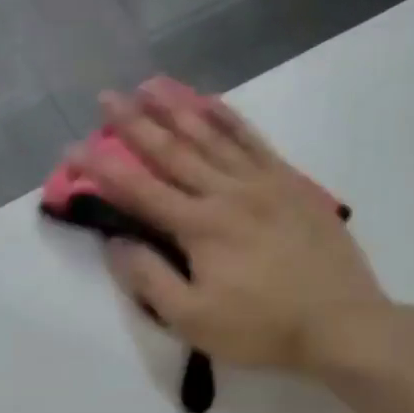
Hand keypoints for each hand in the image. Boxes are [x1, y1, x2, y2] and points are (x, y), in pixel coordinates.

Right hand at [71, 76, 393, 375]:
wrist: (341, 323)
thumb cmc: (261, 327)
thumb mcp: (193, 319)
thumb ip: (150, 280)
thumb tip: (116, 243)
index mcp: (199, 226)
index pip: (139, 190)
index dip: (101, 169)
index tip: (72, 149)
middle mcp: (227, 192)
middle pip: (172, 150)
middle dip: (134, 123)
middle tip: (106, 97)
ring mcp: (263, 182)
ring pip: (212, 135)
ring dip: (177, 107)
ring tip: (150, 84)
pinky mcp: (291, 184)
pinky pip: (253, 140)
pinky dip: (229, 117)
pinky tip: (211, 102)